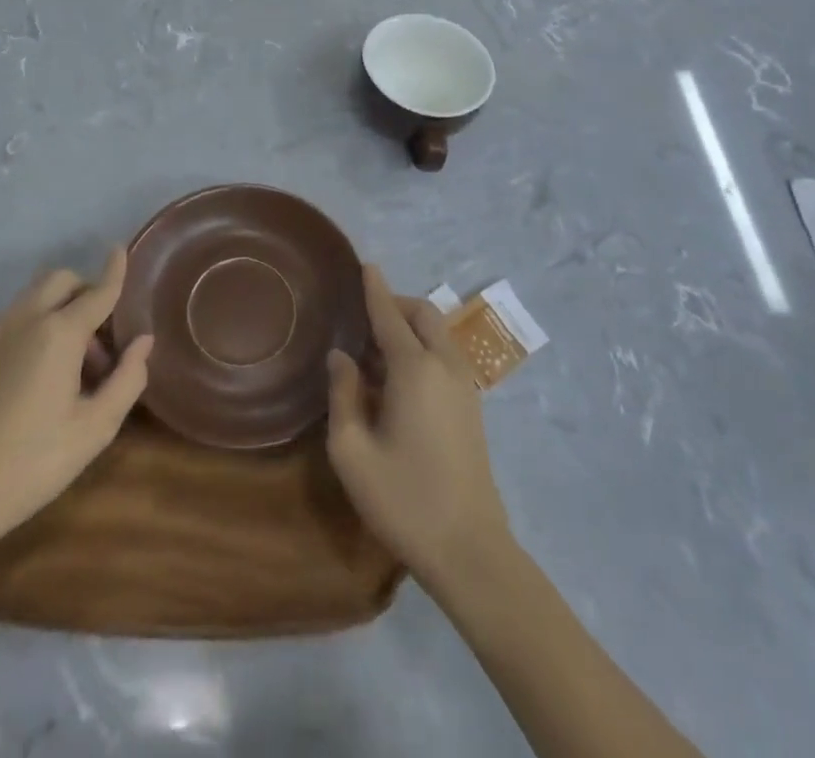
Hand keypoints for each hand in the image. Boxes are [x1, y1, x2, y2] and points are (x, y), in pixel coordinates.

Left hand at [0, 250, 151, 569]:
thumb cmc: (33, 462)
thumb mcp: (94, 428)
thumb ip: (127, 379)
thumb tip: (143, 342)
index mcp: (59, 333)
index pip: (97, 291)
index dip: (114, 270)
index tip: (121, 248)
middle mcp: (26, 320)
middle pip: (62, 280)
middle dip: (87, 292)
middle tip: (104, 340)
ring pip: (37, 295)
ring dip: (64, 308)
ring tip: (77, 365)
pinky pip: (19, 316)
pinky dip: (41, 321)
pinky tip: (46, 371)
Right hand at [327, 265, 509, 585]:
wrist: (469, 550)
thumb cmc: (403, 499)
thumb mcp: (352, 451)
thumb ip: (343, 394)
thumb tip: (342, 357)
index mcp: (415, 369)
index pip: (390, 315)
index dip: (375, 289)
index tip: (366, 264)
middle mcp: (444, 366)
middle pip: (424, 314)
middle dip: (396, 304)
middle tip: (364, 317)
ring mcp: (464, 387)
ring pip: (438, 334)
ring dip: (410, 328)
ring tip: (375, 352)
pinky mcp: (472, 408)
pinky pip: (445, 357)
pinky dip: (422, 349)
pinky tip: (398, 380)